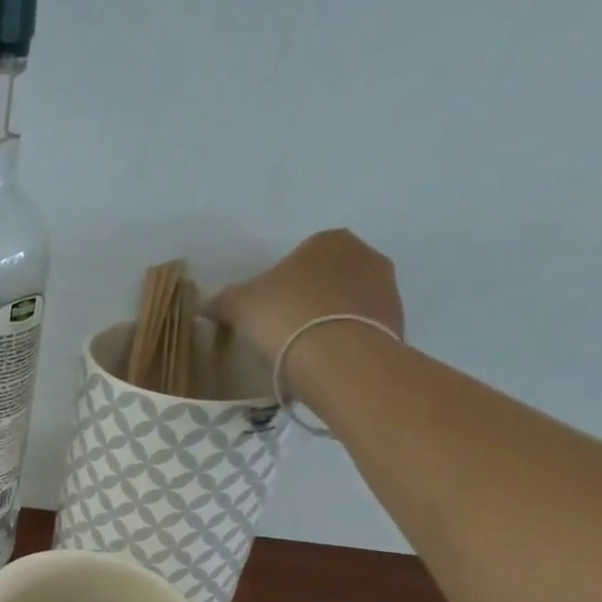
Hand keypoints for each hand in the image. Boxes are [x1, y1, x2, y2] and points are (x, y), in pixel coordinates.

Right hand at [207, 229, 405, 380]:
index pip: (298, 258)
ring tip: (302, 349)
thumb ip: (223, 300)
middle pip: (326, 278)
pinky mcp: (396, 321)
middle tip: (282, 329)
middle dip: (308, 299)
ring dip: (327, 319)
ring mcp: (387, 288)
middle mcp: (365, 254)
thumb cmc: (285, 315)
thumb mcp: (239, 305)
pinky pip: (360, 327)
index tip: (265, 311)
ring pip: (346, 302)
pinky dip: (343, 339)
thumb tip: (206, 305)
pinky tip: (323, 360)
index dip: (278, 285)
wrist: (337, 355)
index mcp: (328, 240)